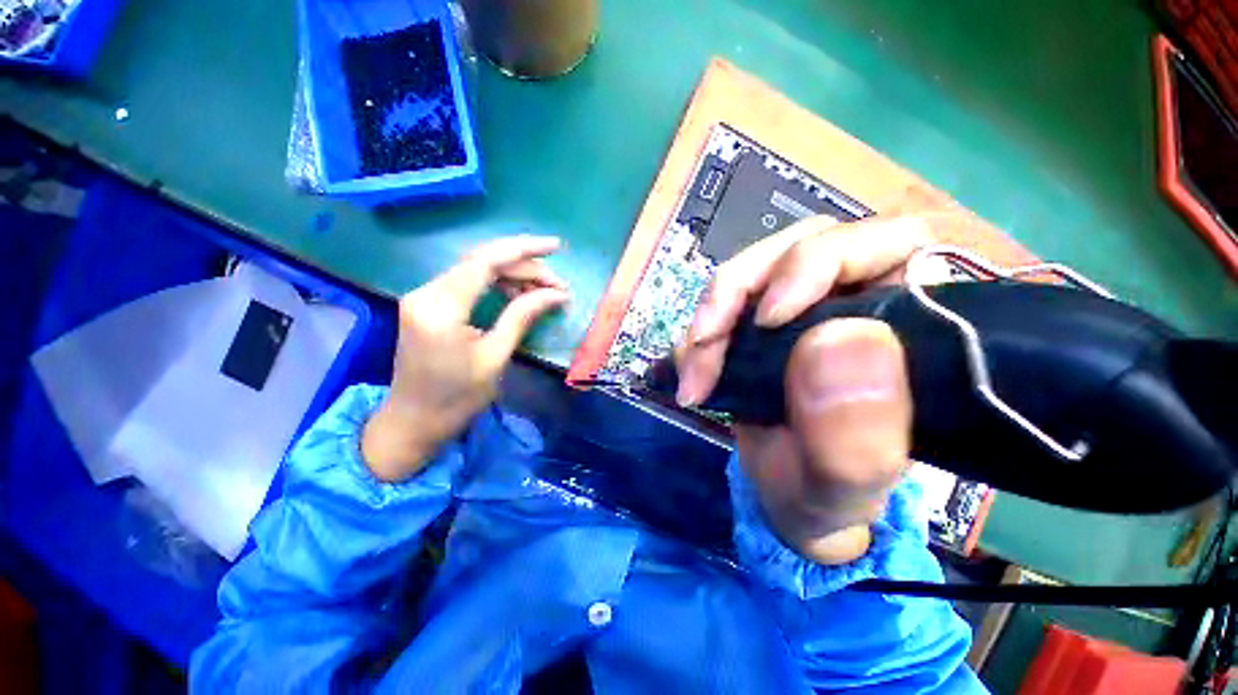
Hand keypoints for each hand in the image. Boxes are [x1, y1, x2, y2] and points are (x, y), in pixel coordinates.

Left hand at [362, 236, 569, 482]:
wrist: (413, 422)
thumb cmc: (456, 398)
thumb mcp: (495, 357)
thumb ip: (522, 316)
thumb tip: (556, 294)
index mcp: (441, 307)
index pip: (486, 261)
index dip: (524, 250)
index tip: (556, 247)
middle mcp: (427, 292)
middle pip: (482, 261)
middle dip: (525, 266)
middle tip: (558, 285)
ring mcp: (425, 297)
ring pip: (476, 270)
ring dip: (513, 276)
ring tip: (544, 292)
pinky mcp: (429, 305)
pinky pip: (469, 283)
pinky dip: (497, 285)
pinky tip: (518, 295)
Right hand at [676, 214, 934, 564]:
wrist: (787, 502)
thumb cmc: (828, 496)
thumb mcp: (846, 485)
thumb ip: (856, 433)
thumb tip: (838, 341)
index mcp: (908, 324)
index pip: (885, 243)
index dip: (819, 262)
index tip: (768, 319)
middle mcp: (855, 301)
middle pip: (796, 248)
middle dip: (740, 289)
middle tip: (705, 345)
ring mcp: (798, 309)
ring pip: (751, 273)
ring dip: (712, 316)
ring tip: (695, 374)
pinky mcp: (756, 324)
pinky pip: (722, 306)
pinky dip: (700, 334)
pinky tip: (692, 372)